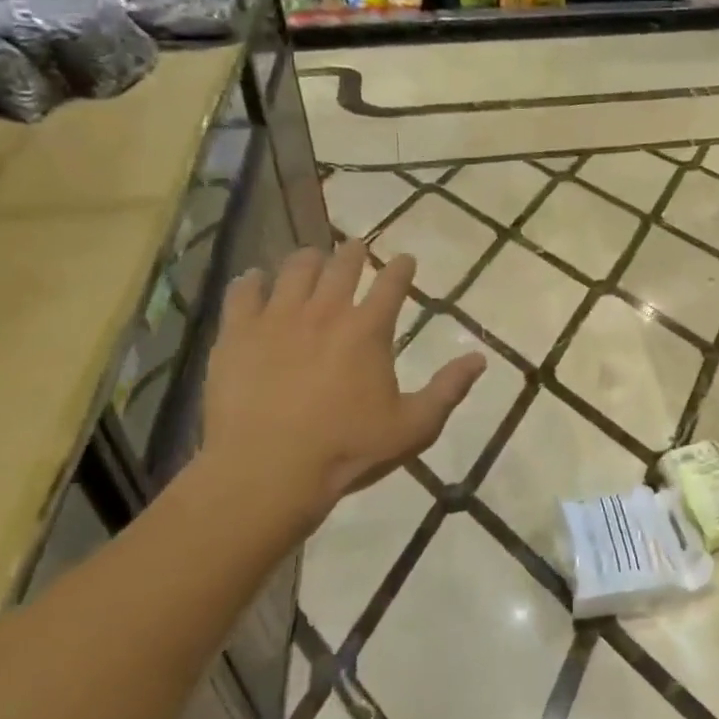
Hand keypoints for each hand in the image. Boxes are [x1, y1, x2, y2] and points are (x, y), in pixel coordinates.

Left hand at [196, 243, 484, 546]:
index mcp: (368, 330)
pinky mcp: (237, 333)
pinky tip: (255, 280)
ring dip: (308, 259)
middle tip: (356, 248)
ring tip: (311, 258)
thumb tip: (480, 358)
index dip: (401, 267)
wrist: (268, 470)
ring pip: (294, 269)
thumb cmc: (348, 449)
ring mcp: (277, 318)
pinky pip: (243, 292)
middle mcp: (325, 311)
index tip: (406, 260)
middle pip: (342, 266)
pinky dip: (252, 281)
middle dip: (354, 253)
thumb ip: (448, 389)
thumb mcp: (414, 427)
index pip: (392, 283)